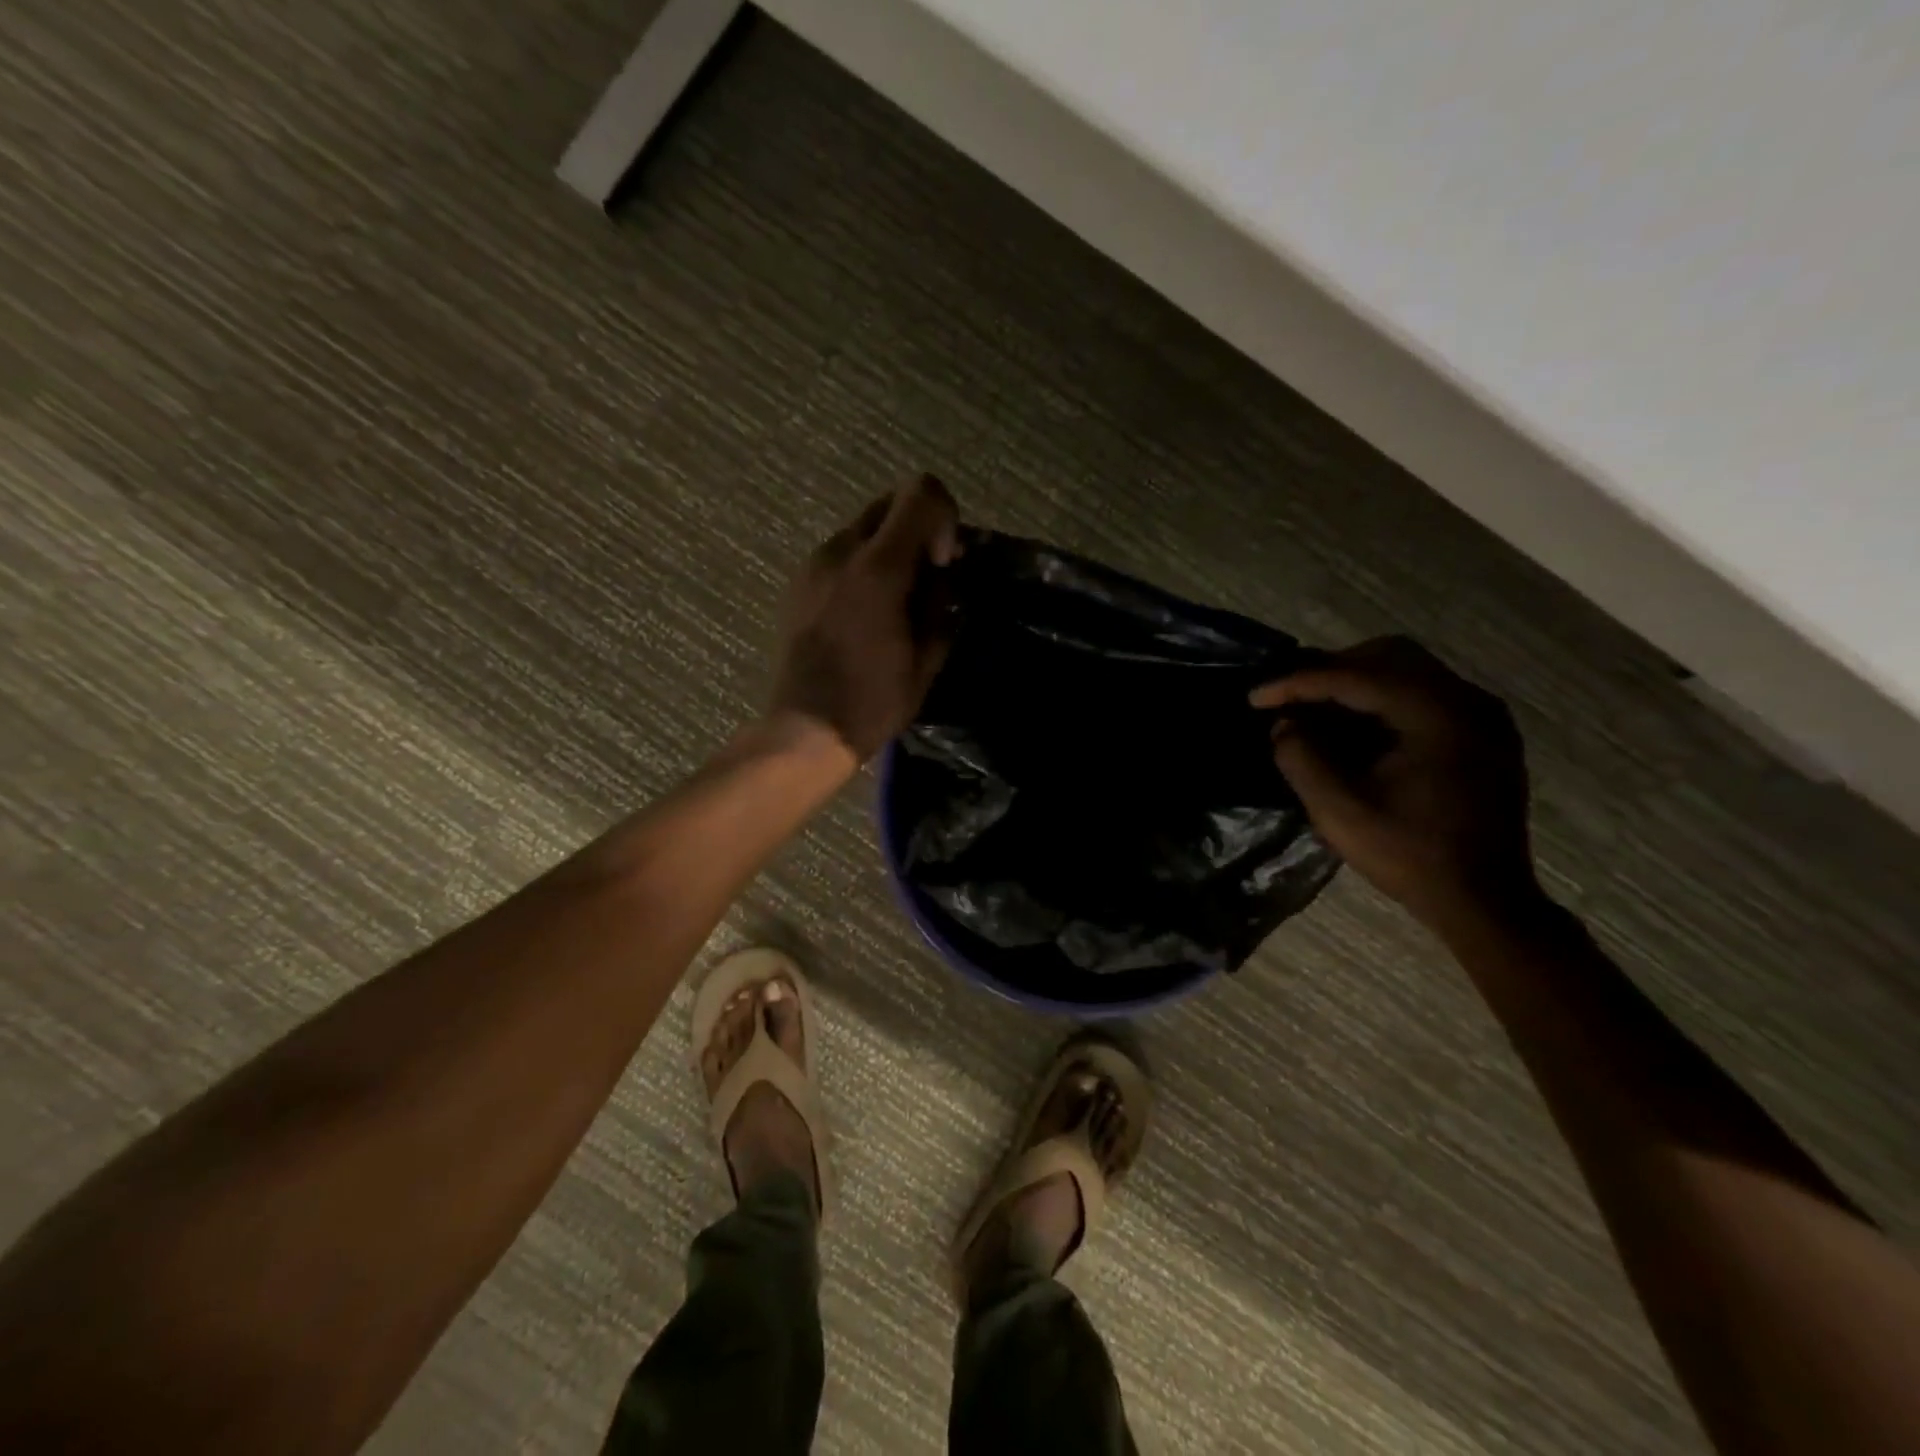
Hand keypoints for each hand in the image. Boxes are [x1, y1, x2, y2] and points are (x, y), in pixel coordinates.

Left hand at [768, 476, 960, 759]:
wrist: (806, 728)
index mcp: (878, 569)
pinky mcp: (799, 582)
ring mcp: (814, 564)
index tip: (944, 563)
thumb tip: (943, 576)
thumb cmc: (873, 701)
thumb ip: (941, 603)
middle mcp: (841, 551)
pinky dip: (866, 565)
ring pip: (864, 527)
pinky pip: (843, 553)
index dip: (945, 518)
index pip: (922, 493)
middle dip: (920, 528)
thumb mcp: (927, 658)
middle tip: (928, 577)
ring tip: (897, 601)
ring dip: (891, 548)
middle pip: (891, 501)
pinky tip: (868, 612)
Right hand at [1251, 637, 1540, 930]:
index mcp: (1436, 715)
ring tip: (1314, 709)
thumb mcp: (1339, 811)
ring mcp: (1482, 715)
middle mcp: (1467, 701)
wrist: (1485, 902)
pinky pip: (1424, 694)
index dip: (1297, 683)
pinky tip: (1354, 728)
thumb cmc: (1410, 856)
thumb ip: (1301, 758)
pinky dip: (1382, 699)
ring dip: (1355, 682)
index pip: (1355, 677)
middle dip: (1329, 671)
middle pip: (1387, 656)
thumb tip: (1285, 725)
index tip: (1255, 697)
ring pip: (1408, 670)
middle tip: (1288, 697)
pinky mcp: (1482, 734)